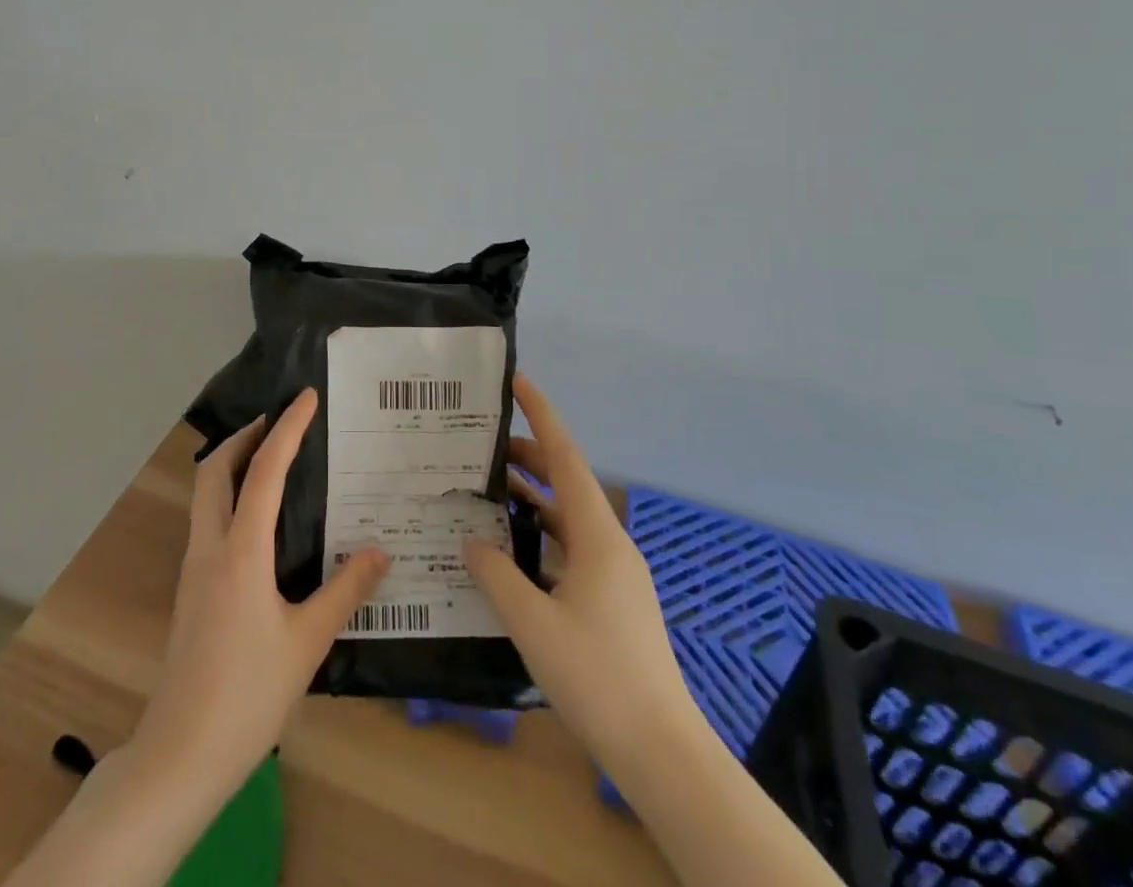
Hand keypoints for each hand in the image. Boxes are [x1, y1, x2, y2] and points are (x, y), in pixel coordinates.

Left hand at [134, 389, 389, 796]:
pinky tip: (258, 520)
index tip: (306, 398)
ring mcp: (193, 567)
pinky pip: (207, 520)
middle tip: (279, 423)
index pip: (264, 470)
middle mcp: (210, 547)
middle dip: (244, 436)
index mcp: (241, 552)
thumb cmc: (248, 695)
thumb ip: (345, 591)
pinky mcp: (189, 588)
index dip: (287, 429)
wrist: (180, 755)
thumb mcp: (307, 642)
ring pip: (205, 493)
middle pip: (215, 469)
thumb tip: (382, 552)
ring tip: (271, 460)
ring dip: (233, 463)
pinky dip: (229, 496)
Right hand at [465, 375, 708, 778]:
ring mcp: (616, 573)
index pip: (566, 458)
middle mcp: (610, 544)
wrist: (660, 749)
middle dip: (529, 458)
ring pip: (569, 518)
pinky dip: (543, 536)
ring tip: (490, 491)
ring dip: (534, 500)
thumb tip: (472, 541)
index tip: (519, 383)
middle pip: (567, 484)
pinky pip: (573, 548)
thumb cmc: (597, 676)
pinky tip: (514, 553)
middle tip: (484, 446)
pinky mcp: (614, 600)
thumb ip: (497, 575)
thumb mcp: (533, 623)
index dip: (542, 416)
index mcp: (597, 536)